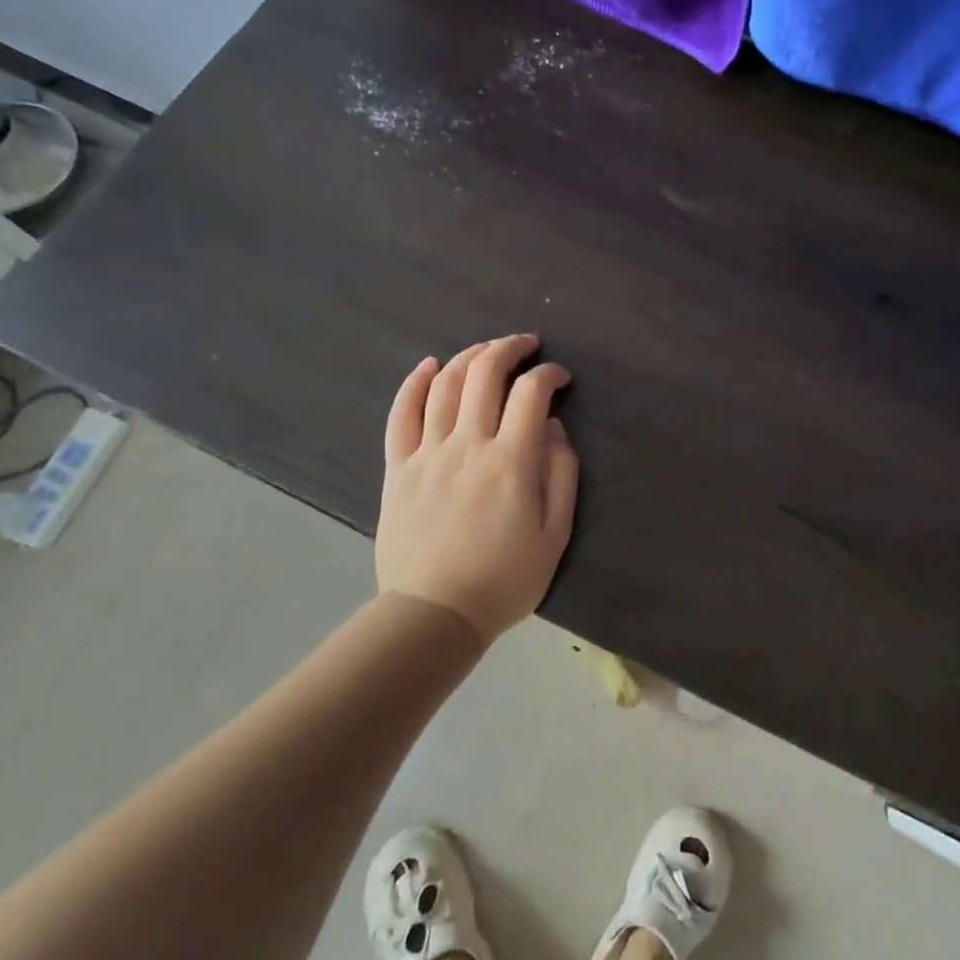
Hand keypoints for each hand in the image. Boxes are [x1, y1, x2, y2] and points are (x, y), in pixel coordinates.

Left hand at [376, 334, 578, 644]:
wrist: (436, 614)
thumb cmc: (505, 579)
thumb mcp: (555, 534)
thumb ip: (561, 474)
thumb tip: (553, 427)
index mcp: (511, 461)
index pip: (531, 393)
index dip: (549, 374)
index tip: (559, 377)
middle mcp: (468, 444)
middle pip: (485, 374)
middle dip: (509, 348)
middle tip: (526, 344)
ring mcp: (428, 453)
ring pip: (445, 384)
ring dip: (469, 356)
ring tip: (486, 350)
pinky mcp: (399, 467)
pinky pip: (402, 413)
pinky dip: (414, 382)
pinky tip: (429, 365)